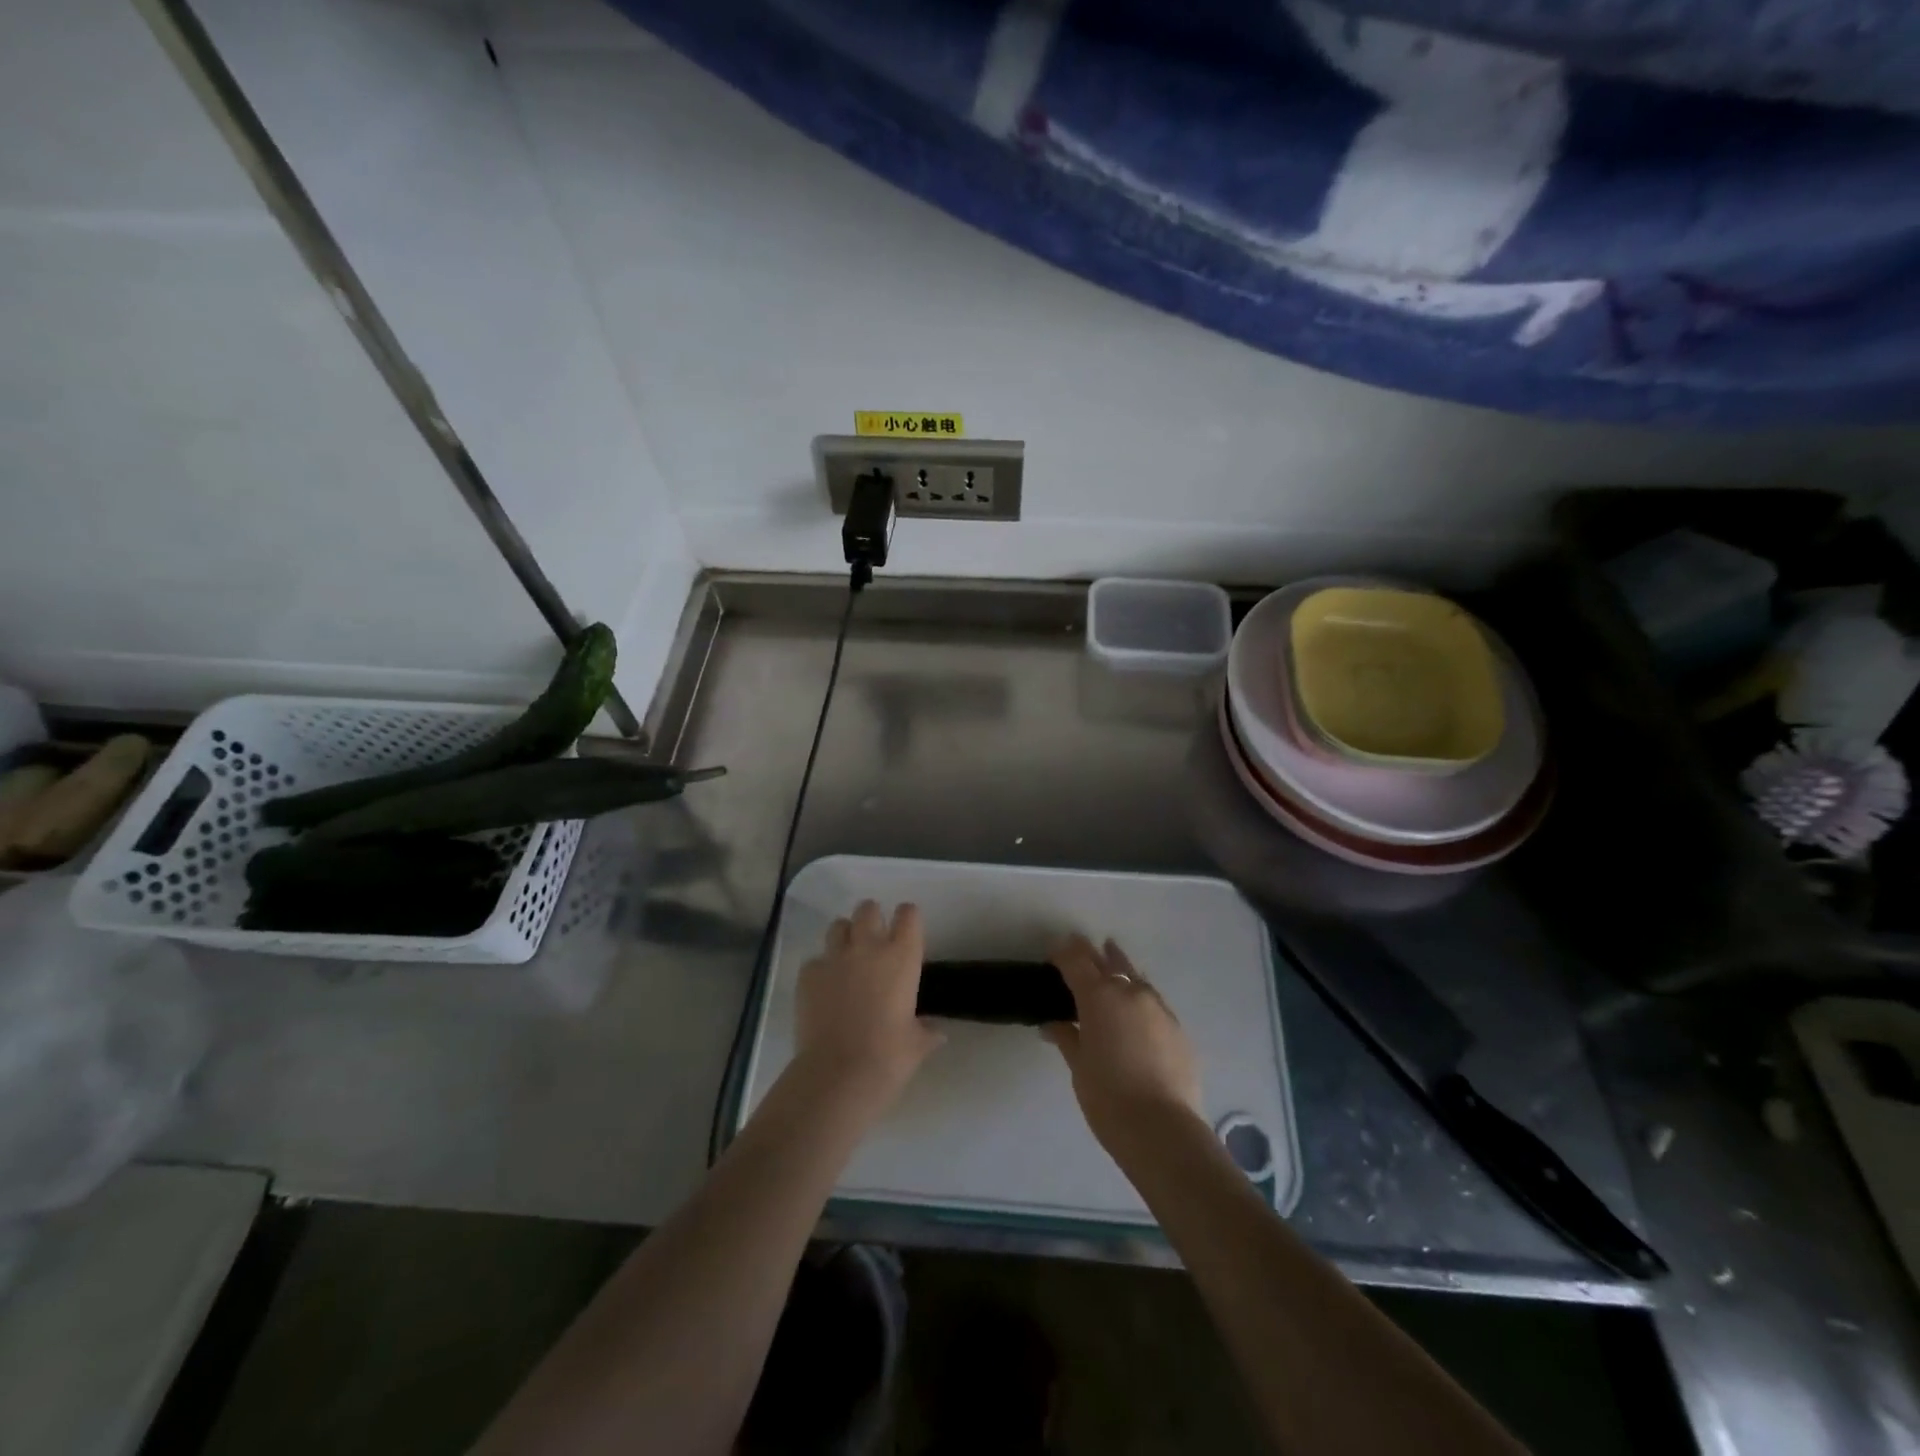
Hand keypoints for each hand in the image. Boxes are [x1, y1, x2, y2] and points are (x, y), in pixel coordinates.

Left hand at [793, 901, 942, 1112]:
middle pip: (868, 909)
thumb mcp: (917, 1044)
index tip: (907, 931)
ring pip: (838, 926)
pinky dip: (820, 970)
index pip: (909, 914)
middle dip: (871, 919)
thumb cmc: (889, 1057)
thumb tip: (937, 1033)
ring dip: (844, 937)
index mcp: (902, 957)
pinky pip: (815, 960)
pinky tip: (824, 990)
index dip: (907, 918)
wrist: (839, 1073)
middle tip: (874, 941)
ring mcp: (835, 958)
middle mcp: (868, 947)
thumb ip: (926, 1031)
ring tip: (847, 959)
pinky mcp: (808, 974)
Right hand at [1043, 935, 1202, 1150]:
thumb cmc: (1108, 1098)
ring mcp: (1158, 1008)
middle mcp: (1130, 992)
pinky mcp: (1178, 1028)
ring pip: (1135, 977)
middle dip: (1092, 956)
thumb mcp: (1078, 1066)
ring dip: (1119, 970)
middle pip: (1108, 961)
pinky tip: (1135, 1011)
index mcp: (1099, 996)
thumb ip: (1066, 1037)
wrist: (1162, 1130)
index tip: (1054, 954)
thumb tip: (1053, 1024)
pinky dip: (1139, 998)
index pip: (1076, 960)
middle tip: (1079, 954)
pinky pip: (1153, 1002)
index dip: (1064, 953)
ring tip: (1110, 966)